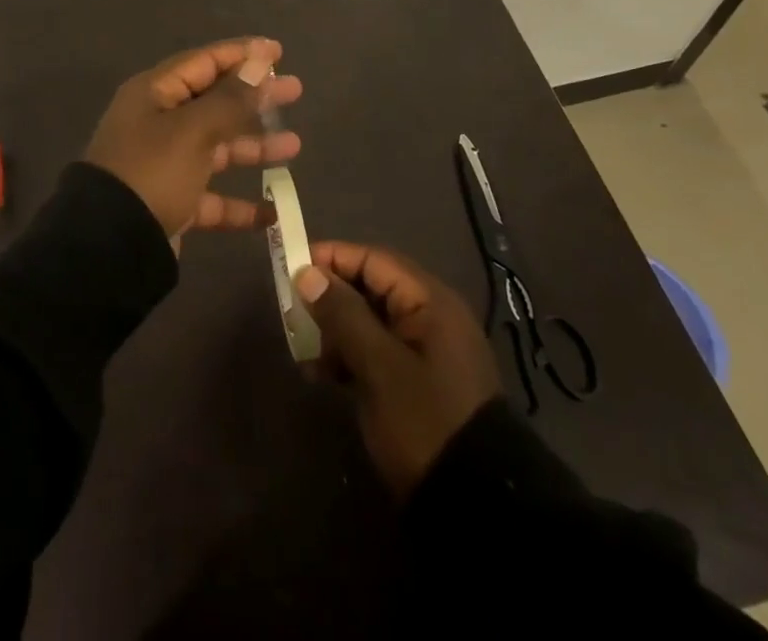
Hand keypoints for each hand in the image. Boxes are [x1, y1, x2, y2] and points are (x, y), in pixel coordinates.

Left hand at [84, 38, 302, 239]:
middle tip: (296, 91)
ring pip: (216, 147)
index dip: (242, 54)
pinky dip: (238, 203)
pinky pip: (211, 196)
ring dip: (253, 146)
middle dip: (255, 97)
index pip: (204, 62)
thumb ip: (230, 99)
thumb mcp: (193, 130)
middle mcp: (158, 122)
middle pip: (215, 102)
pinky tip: (273, 212)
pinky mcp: (170, 201)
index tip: (278, 51)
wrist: (108, 245)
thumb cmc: (151, 171)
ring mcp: (164, 163)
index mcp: (155, 94)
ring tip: (294, 145)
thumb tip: (259, 63)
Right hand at [293, 242, 500, 497]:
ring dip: (335, 330)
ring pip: (370, 321)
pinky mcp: (417, 382)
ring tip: (303, 351)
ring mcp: (425, 351)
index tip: (292, 268)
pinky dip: (349, 356)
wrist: (475, 507)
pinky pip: (376, 351)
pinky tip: (322, 375)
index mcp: (430, 301)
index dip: (332, 258)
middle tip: (292, 312)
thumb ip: (343, 314)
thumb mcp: (379, 366)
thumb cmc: (425, 421)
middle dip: (330, 297)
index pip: (374, 260)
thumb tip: (307, 274)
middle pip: (370, 288)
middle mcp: (430, 316)